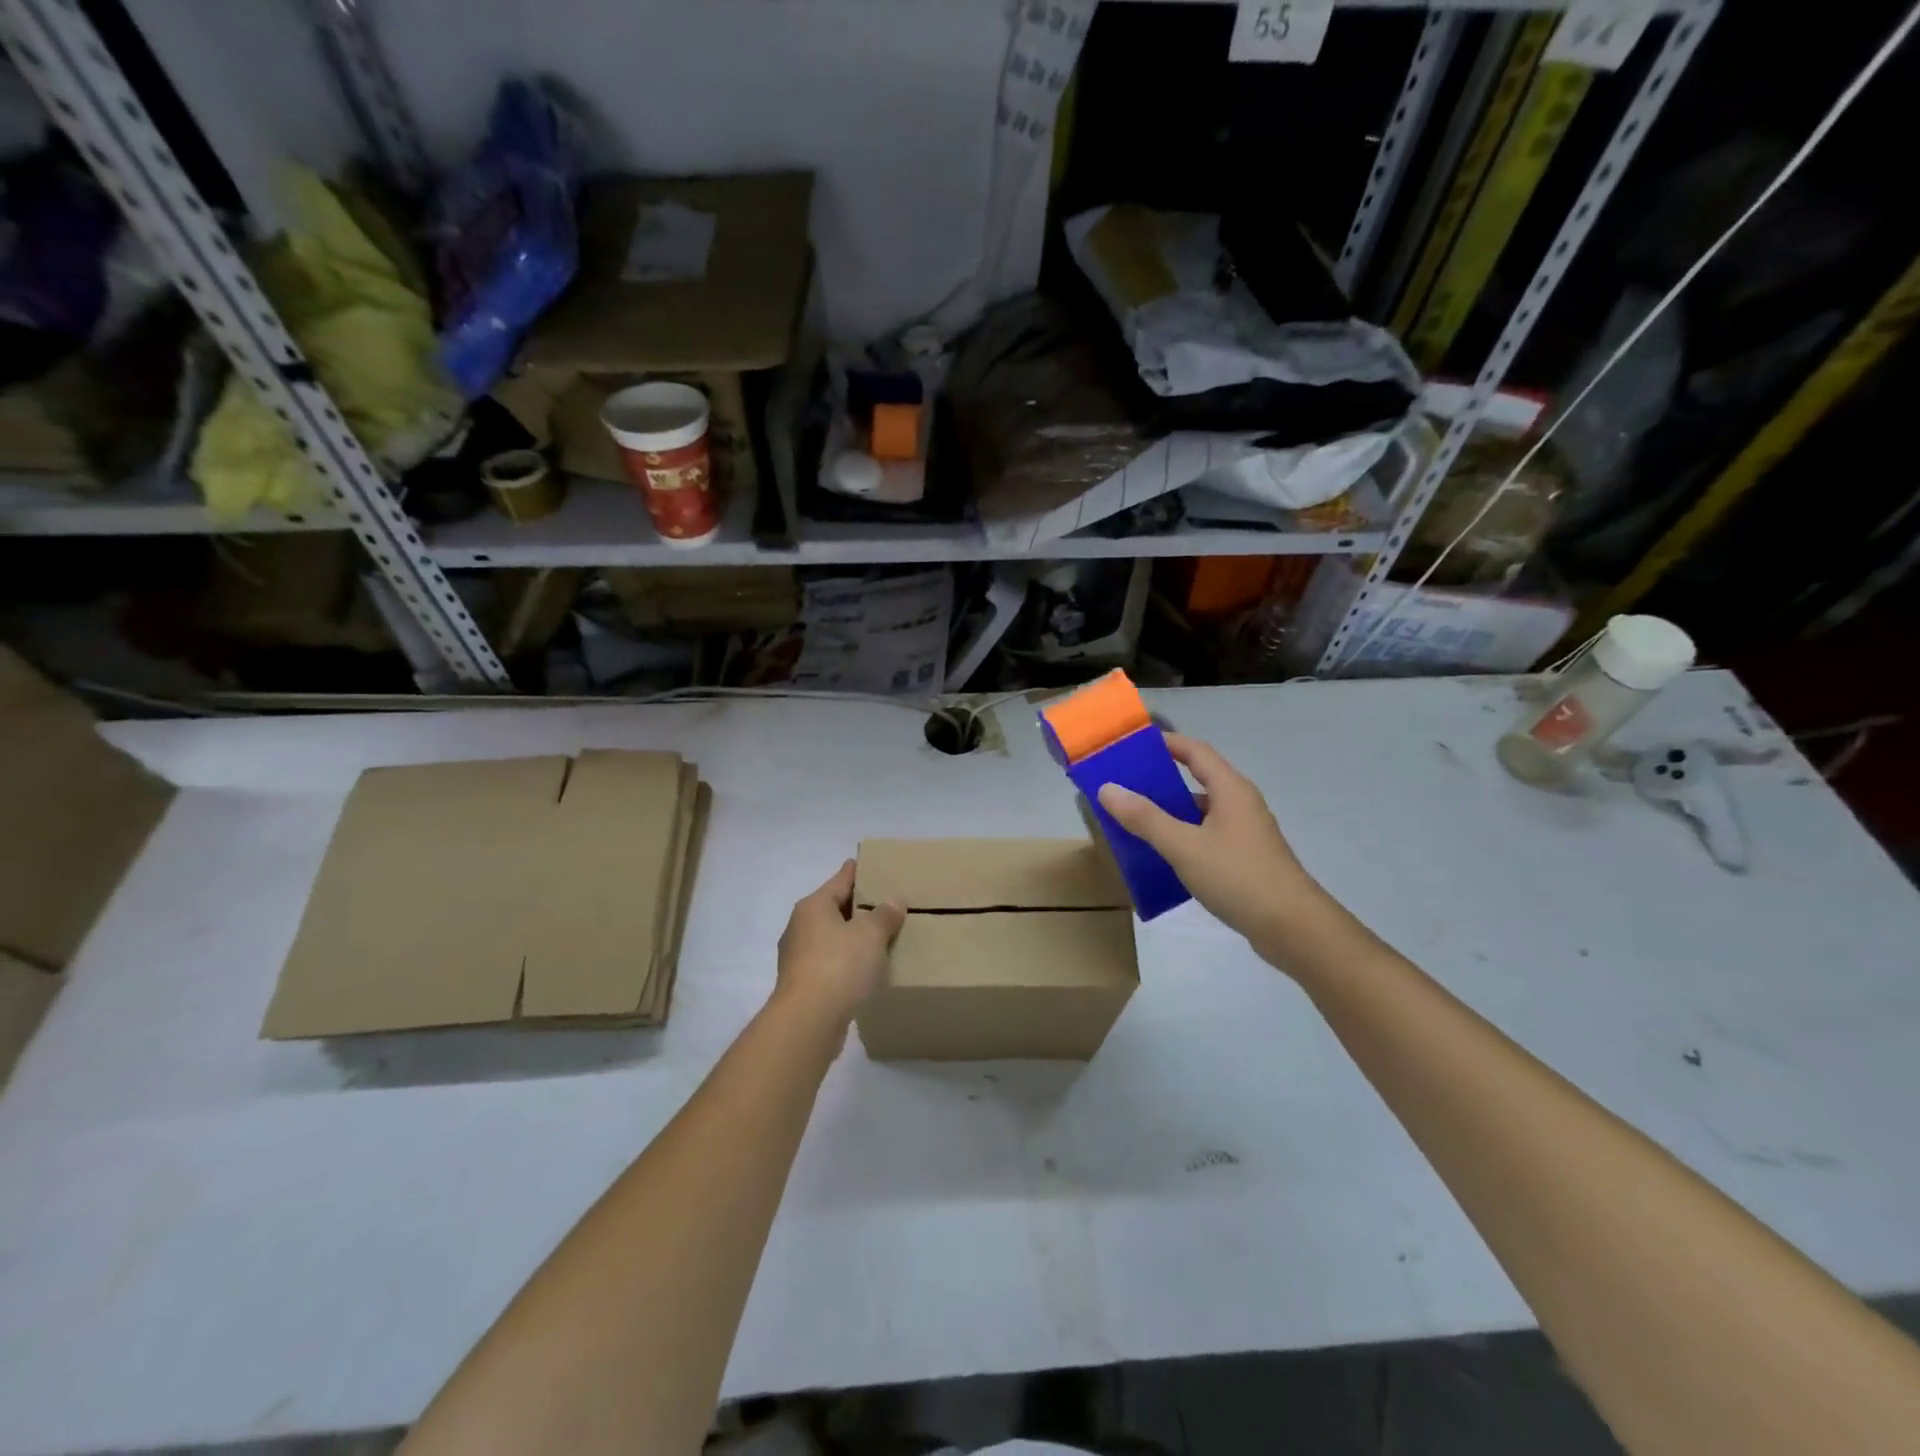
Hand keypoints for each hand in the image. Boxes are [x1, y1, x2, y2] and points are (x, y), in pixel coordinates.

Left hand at [774, 861, 905, 1029]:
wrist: (808, 1021)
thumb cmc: (839, 965)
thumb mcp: (870, 934)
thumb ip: (884, 915)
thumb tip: (894, 901)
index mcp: (813, 907)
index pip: (840, 880)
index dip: (855, 872)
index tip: (867, 863)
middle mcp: (800, 927)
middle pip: (833, 909)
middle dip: (857, 907)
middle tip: (884, 903)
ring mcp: (798, 958)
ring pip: (831, 938)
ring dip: (851, 937)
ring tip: (879, 937)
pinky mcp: (803, 985)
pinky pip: (830, 963)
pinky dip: (846, 962)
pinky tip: (865, 970)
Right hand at [1097, 733, 1330, 962]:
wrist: (1294, 929)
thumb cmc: (1239, 877)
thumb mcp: (1184, 846)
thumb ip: (1145, 818)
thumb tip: (1108, 788)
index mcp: (1230, 790)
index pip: (1195, 751)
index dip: (1166, 743)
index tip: (1132, 745)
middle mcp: (1240, 805)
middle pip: (1196, 781)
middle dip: (1159, 781)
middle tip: (1122, 786)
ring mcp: (1244, 834)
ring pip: (1200, 814)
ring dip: (1169, 814)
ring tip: (1132, 821)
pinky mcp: (1244, 860)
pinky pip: (1206, 838)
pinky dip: (1181, 839)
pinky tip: (1160, 856)